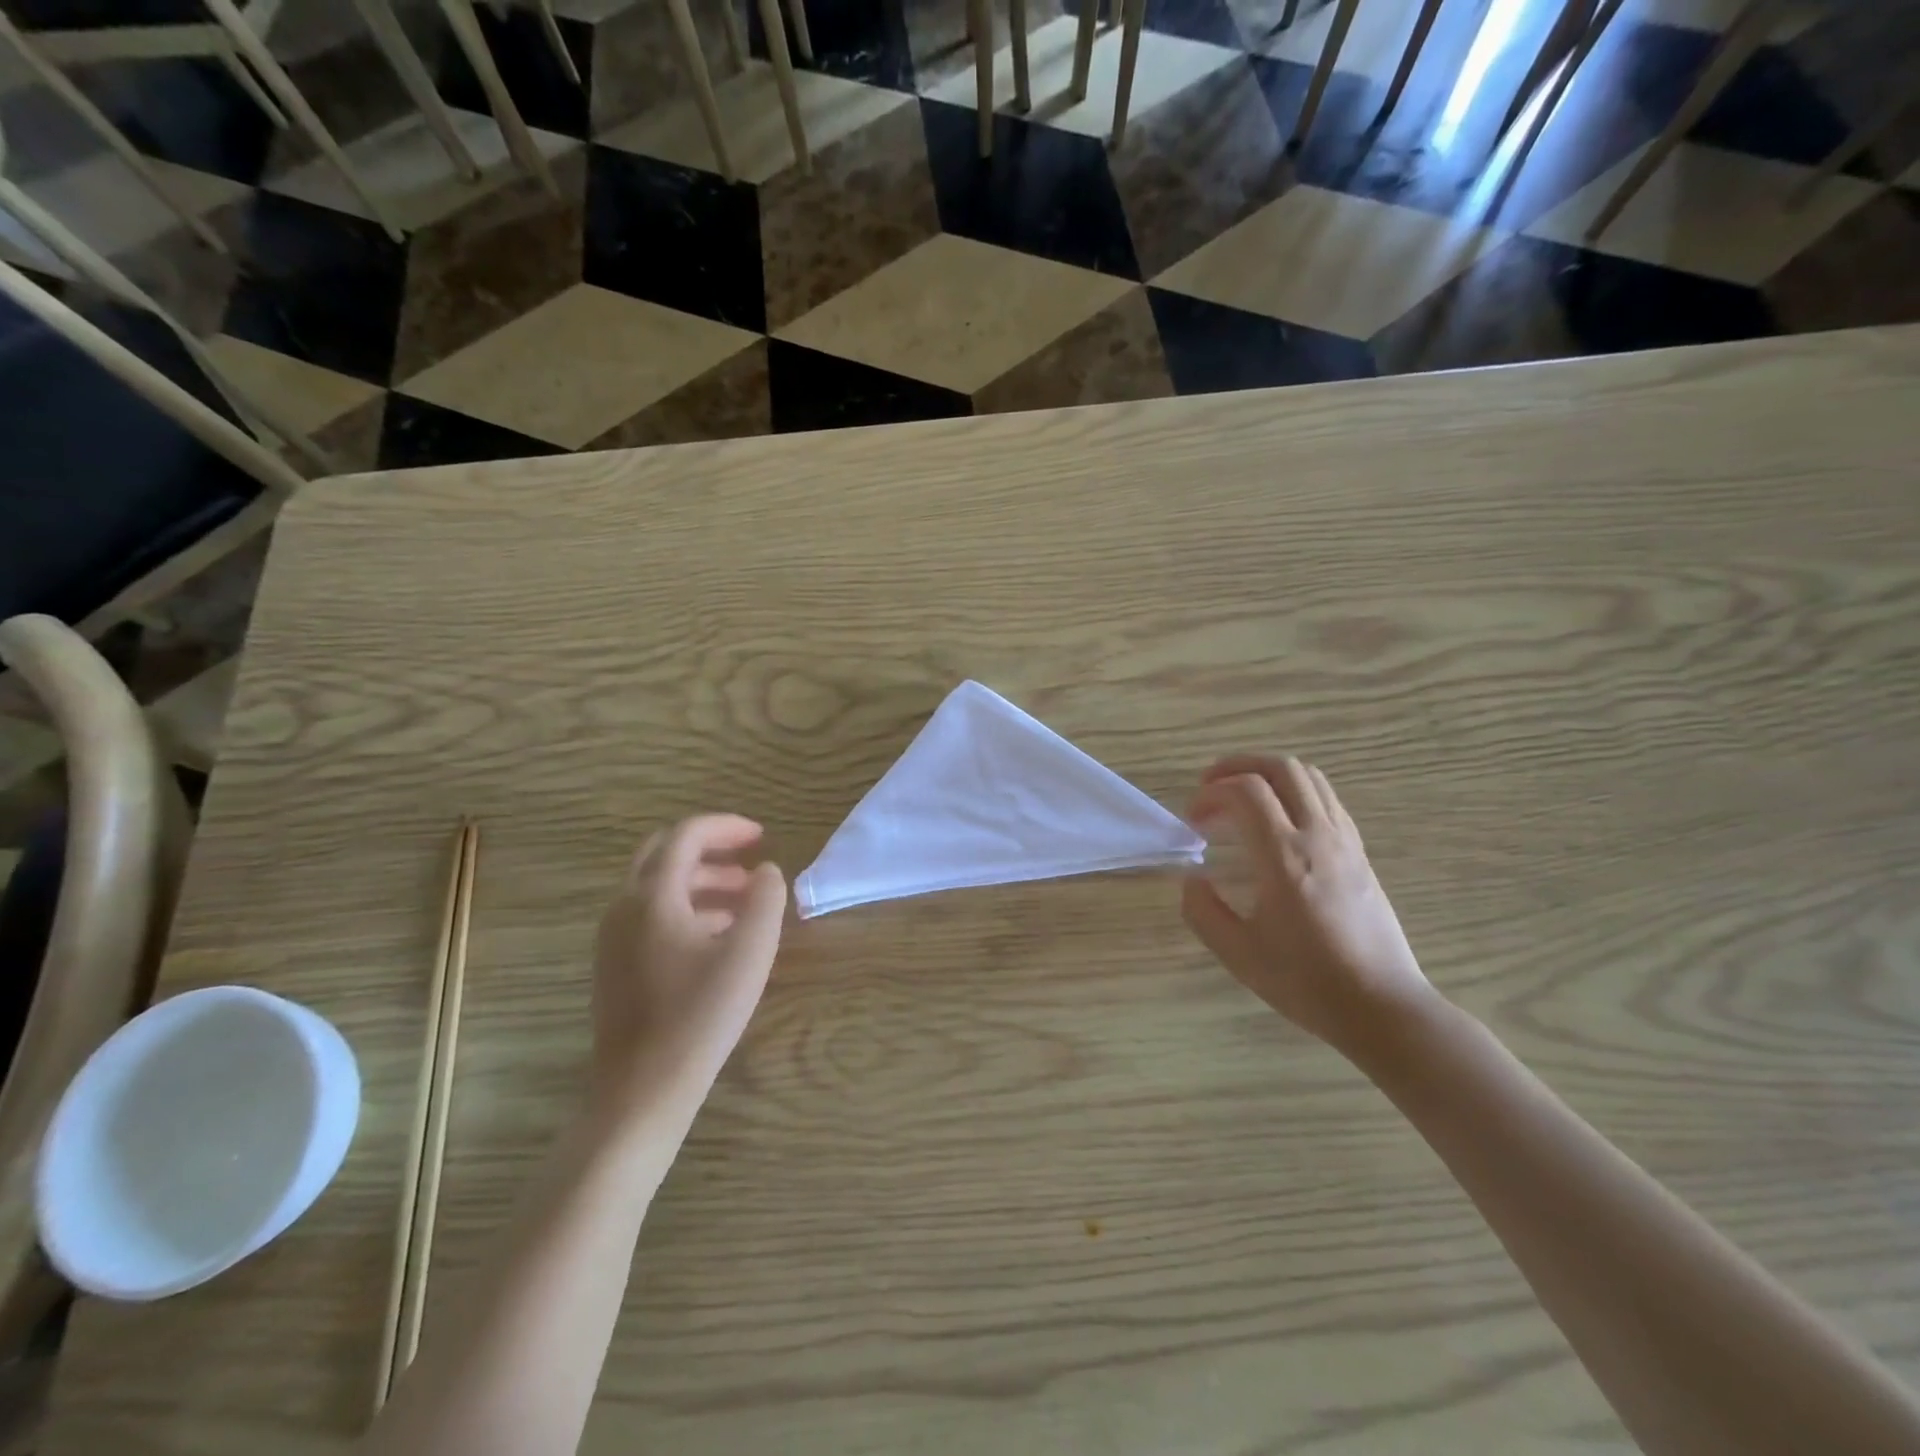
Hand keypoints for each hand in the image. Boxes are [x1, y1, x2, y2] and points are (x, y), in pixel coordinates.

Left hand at [591, 815, 786, 1114]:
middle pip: (664, 854)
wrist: (642, 1090)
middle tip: (749, 859)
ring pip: (657, 886)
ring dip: (701, 880)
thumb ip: (765, 899)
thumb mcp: (750, 951)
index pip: (686, 835)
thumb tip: (767, 871)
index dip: (726, 827)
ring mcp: (613, 937)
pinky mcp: (615, 964)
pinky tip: (719, 934)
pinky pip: (651, 915)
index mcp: (652, 896)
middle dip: (710, 848)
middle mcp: (624, 907)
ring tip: (745, 898)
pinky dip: (686, 906)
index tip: (762, 837)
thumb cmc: (700, 1015)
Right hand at [1183, 755, 1432, 1053]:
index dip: (1211, 793)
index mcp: (1285, 857)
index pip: (1246, 790)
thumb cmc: (1306, 982)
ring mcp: (1346, 841)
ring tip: (1241, 801)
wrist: (1382, 1007)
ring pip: (1310, 777)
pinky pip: (1326, 799)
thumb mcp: (1237, 953)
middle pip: (1281, 768)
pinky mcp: (1360, 853)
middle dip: (1238, 767)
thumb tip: (1193, 877)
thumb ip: (1202, 909)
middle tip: (1211, 789)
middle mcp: (1319, 837)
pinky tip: (1277, 824)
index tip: (1193, 820)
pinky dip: (1294, 793)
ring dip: (1268, 776)